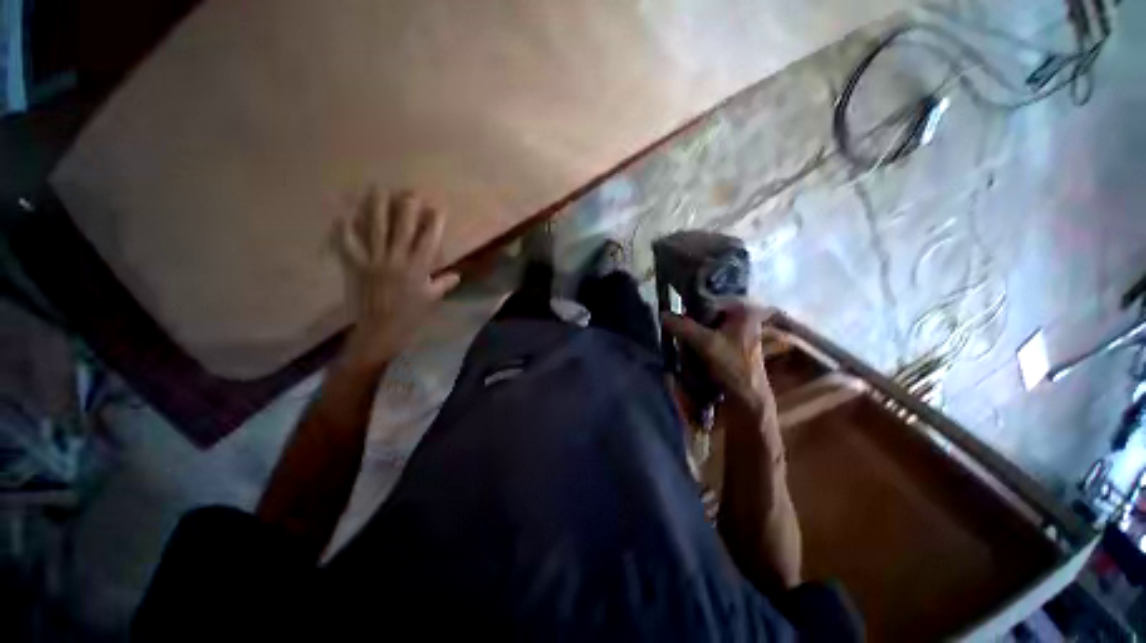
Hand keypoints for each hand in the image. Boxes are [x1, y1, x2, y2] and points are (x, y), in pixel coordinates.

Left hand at [335, 189, 459, 369]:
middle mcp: (397, 260)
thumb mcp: (432, 299)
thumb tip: (457, 275)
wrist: (381, 329)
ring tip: (377, 189)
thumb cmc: (411, 314)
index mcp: (418, 268)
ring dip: (377, 208)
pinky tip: (343, 215)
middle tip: (410, 191)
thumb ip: (444, 284)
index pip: (429, 240)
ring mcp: (374, 261)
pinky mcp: (357, 266)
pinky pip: (348, 245)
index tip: (437, 208)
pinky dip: (344, 230)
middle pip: (403, 228)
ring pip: (376, 229)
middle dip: (408, 207)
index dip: (434, 223)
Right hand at [660, 303, 773, 421]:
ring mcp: (736, 331)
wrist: (747, 398)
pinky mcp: (730, 344)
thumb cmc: (732, 366)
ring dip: (692, 334)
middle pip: (706, 313)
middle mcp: (741, 316)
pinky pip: (708, 336)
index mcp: (742, 310)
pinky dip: (698, 342)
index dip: (690, 307)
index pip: (708, 299)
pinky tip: (691, 350)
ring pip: (705, 325)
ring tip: (684, 343)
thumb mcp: (705, 343)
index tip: (675, 314)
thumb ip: (682, 326)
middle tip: (678, 331)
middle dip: (690, 323)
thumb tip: (662, 314)